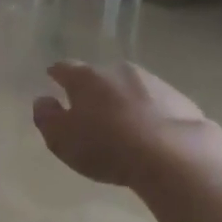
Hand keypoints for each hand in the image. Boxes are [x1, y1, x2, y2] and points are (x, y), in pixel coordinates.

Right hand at [32, 60, 210, 187]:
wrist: (173, 154)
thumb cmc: (106, 146)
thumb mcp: (62, 139)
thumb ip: (46, 118)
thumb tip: (43, 101)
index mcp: (86, 78)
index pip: (65, 68)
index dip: (56, 74)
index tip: (53, 78)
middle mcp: (118, 71)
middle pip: (100, 76)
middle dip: (93, 90)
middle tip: (89, 110)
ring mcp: (153, 81)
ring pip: (130, 87)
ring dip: (123, 100)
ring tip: (122, 125)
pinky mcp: (179, 99)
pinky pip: (156, 103)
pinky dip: (148, 113)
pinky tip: (149, 134)